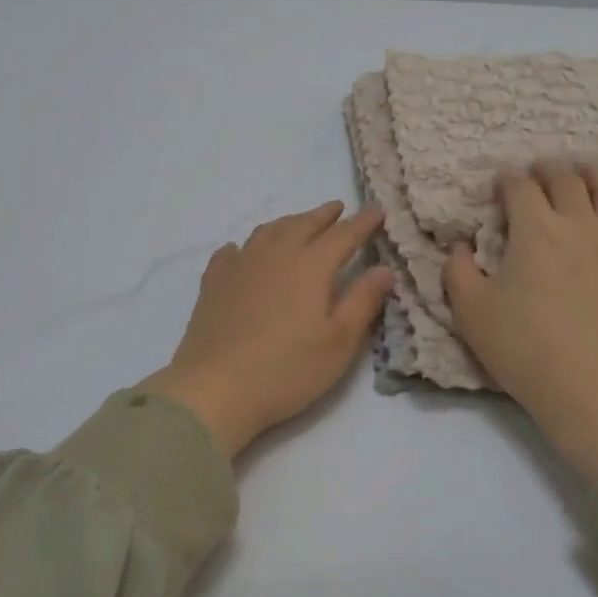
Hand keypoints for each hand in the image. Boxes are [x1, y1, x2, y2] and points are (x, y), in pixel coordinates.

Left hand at [140, 202, 394, 460]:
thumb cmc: (287, 369)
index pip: (344, 235)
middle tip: (337, 208)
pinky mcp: (213, 284)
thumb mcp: (339, 342)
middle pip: (303, 225)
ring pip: (267, 232)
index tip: (377, 211)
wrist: (216, 388)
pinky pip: (231, 253)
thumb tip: (384, 269)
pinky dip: (244, 247)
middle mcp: (275, 255)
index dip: (363, 222)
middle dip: (324, 216)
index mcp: (311, 266)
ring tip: (298, 224)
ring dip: (288, 223)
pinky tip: (242, 252)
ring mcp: (240, 266)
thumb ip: (363, 301)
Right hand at [445, 160, 597, 486]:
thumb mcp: (469, 312)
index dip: (508, 179)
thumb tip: (460, 245)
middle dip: (548, 169)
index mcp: (533, 229)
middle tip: (539, 168)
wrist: (592, 387)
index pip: (519, 188)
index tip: (501, 180)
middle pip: (565, 181)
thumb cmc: (522, 348)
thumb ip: (457, 271)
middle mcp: (577, 224)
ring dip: (594, 175)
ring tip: (587, 168)